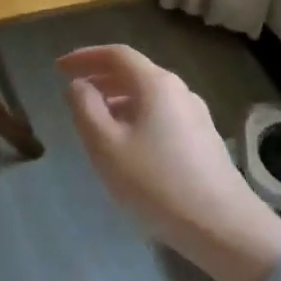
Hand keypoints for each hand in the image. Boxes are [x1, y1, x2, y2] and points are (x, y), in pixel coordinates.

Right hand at [58, 44, 280, 280]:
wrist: (222, 225)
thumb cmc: (155, 182)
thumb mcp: (106, 145)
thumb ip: (85, 108)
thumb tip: (79, 85)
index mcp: (156, 84)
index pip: (116, 55)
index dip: (85, 57)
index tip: (59, 69)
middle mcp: (179, 90)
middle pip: (134, 72)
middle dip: (100, 77)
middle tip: (73, 92)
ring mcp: (195, 114)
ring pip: (148, 94)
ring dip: (117, 98)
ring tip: (94, 119)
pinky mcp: (203, 138)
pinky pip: (160, 113)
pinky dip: (135, 115)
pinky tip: (126, 142)